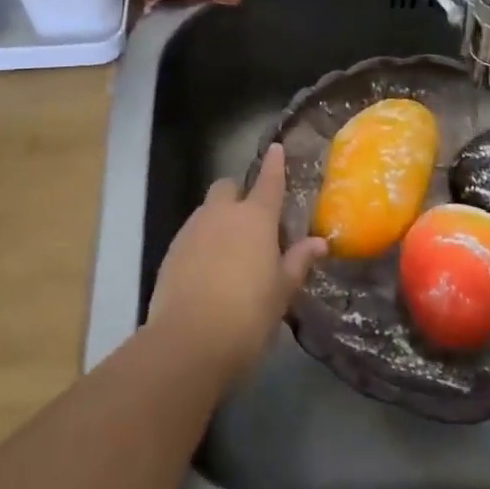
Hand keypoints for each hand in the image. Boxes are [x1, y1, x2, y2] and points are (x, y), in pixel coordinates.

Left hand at [147, 144, 327, 384]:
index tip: (276, 148)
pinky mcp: (171, 251)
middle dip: (238, 195)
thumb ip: (298, 261)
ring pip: (206, 211)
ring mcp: (192, 230)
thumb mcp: (282, 290)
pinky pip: (191, 235)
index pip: (268, 181)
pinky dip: (202, 243)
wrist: (190, 340)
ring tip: (231, 252)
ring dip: (219, 220)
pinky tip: (209, 271)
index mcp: (255, 217)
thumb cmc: (249, 313)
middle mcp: (221, 213)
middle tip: (251, 221)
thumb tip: (318, 242)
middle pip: (227, 187)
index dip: (274, 164)